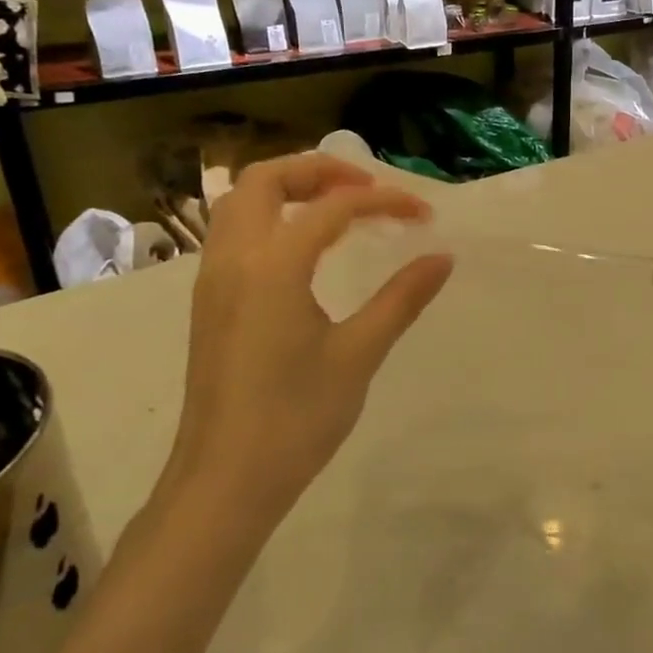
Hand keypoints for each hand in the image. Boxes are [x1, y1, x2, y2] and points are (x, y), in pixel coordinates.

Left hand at [165, 154, 453, 522]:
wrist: (224, 482)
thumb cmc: (296, 419)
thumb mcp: (358, 354)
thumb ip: (401, 298)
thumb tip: (442, 257)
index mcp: (272, 266)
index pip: (333, 208)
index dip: (383, 202)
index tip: (423, 215)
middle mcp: (233, 260)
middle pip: (264, 181)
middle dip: (318, 170)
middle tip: (366, 187)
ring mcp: (213, 281)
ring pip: (240, 204)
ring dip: (287, 189)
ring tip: (337, 206)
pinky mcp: (209, 303)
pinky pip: (234, 234)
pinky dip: (271, 217)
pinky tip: (305, 248)